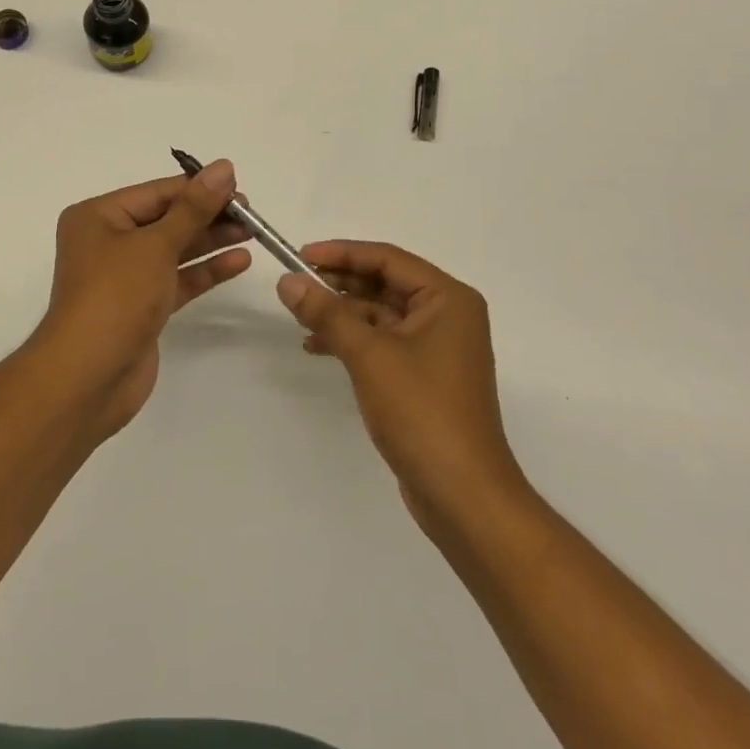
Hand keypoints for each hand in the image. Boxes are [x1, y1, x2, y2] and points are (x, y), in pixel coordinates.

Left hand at [37, 160, 251, 432]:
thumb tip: (223, 167)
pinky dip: (205, 271)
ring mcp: (125, 277)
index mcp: (98, 217)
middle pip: (166, 219)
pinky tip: (238, 261)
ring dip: (211, 241)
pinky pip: (178, 279)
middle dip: (208, 215)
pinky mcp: (142, 307)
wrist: (89, 377)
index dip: (197, 188)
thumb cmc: (115, 296)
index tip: (238, 185)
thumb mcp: (156, 245)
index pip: (156, 192)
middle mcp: (108, 242)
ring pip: (175, 250)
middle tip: (251, 212)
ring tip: (253, 232)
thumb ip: (194, 208)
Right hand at [275, 241, 525, 530]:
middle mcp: (447, 315)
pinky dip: (352, 340)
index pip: (387, 259)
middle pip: (384, 284)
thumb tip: (287, 281)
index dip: (341, 253)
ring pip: (381, 314)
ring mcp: (437, 348)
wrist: (463, 495)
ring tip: (300, 318)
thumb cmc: (422, 412)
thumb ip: (327, 313)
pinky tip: (317, 347)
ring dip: (342, 313)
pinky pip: (383, 342)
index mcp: (447, 298)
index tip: (300, 256)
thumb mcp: (368, 354)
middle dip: (339, 284)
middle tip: (295, 286)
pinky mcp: (424, 377)